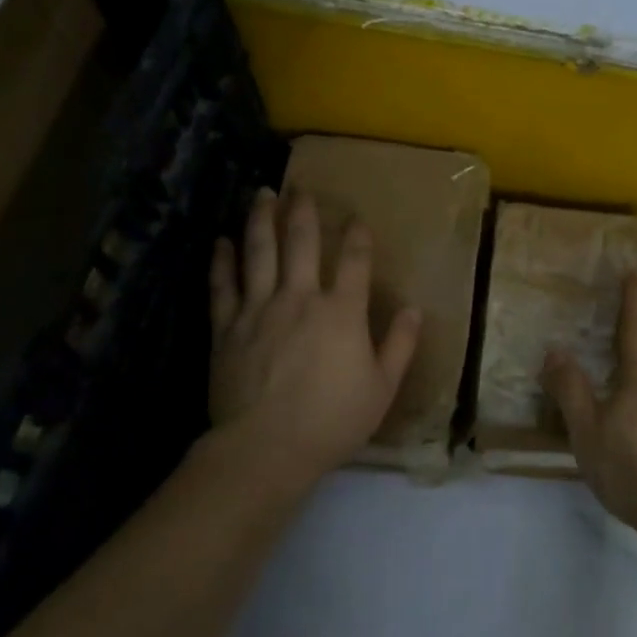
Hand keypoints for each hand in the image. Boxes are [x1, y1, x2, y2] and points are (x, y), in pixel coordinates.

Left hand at [208, 188, 421, 488]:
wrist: (266, 448)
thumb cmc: (332, 421)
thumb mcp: (382, 388)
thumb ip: (400, 345)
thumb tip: (413, 309)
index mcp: (341, 312)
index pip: (354, 261)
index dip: (358, 236)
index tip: (357, 218)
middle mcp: (300, 298)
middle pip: (301, 242)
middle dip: (303, 211)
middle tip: (300, 188)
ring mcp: (259, 309)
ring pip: (259, 252)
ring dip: (261, 220)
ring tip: (261, 194)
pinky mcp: (227, 327)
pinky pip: (223, 285)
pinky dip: (222, 260)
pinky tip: (222, 240)